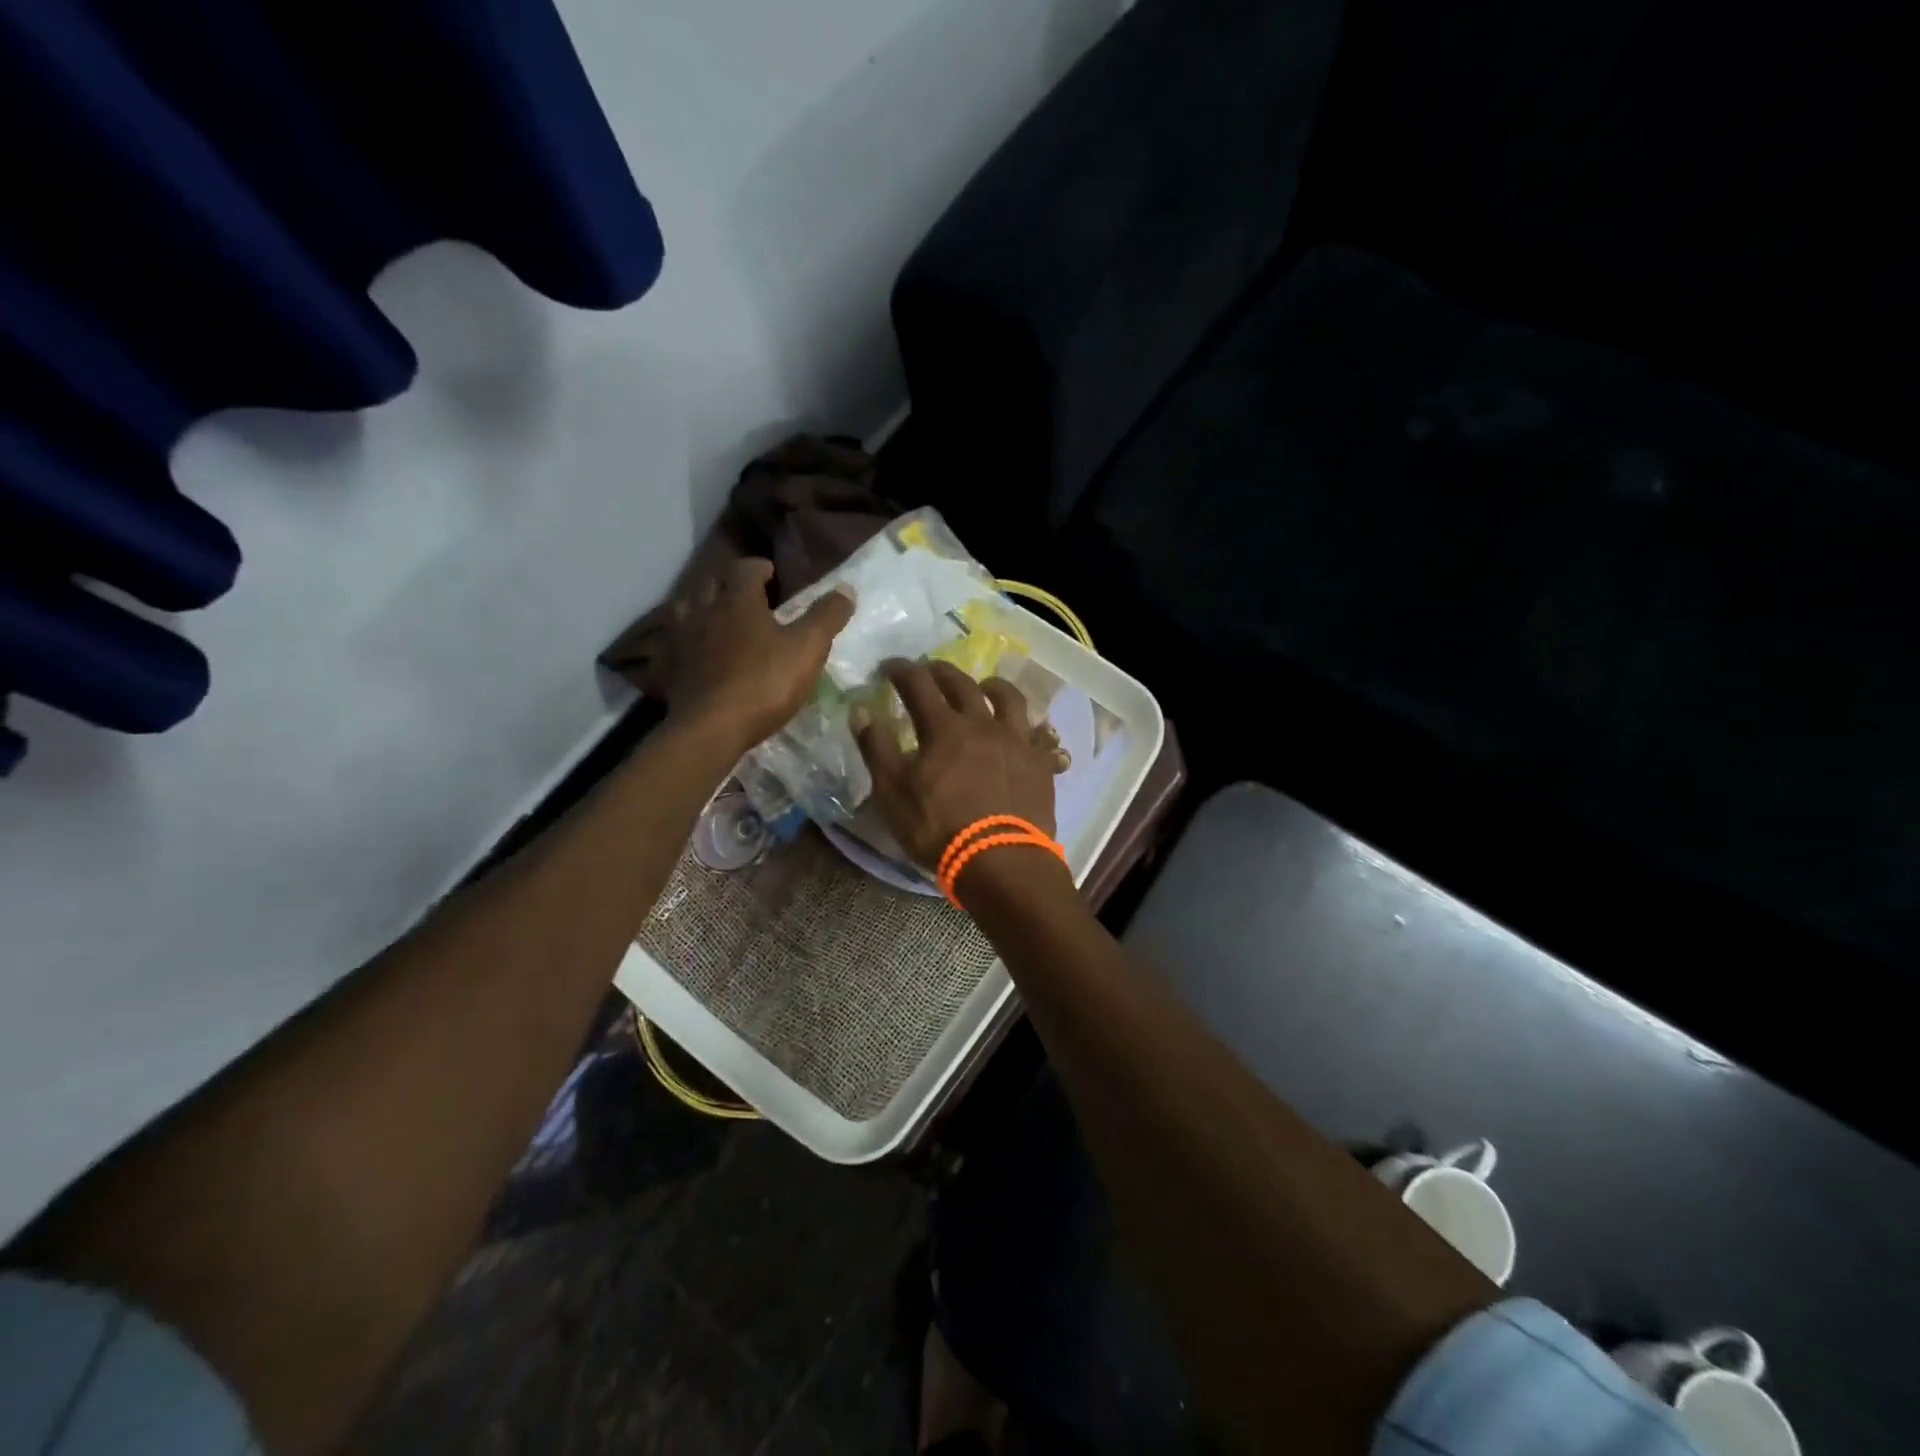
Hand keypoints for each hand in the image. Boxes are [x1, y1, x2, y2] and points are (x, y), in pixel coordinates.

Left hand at [659, 558, 853, 747]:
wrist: (711, 729)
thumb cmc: (764, 684)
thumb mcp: (808, 649)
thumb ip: (826, 617)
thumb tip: (846, 588)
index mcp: (738, 601)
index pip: (745, 569)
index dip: (759, 568)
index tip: (771, 574)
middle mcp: (704, 611)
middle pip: (710, 583)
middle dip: (727, 582)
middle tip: (744, 593)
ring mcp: (681, 640)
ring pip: (685, 608)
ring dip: (701, 606)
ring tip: (715, 616)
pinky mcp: (668, 669)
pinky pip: (671, 644)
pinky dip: (681, 640)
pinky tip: (691, 650)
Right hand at [850, 659, 1063, 869]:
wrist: (1001, 861)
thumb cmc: (939, 829)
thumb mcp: (893, 792)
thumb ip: (877, 747)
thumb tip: (860, 709)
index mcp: (944, 728)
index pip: (918, 685)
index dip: (901, 670)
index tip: (890, 667)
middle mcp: (983, 724)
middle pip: (963, 685)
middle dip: (942, 672)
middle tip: (930, 670)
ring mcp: (1017, 742)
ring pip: (1009, 699)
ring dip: (993, 687)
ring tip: (985, 687)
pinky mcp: (1041, 764)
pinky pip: (1041, 735)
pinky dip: (1032, 726)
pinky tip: (1029, 730)